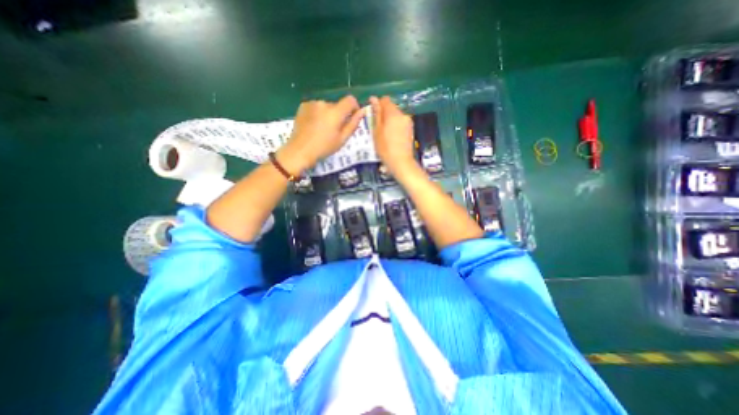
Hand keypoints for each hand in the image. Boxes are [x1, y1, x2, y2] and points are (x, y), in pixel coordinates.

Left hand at [278, 96, 364, 173]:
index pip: (350, 100)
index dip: (354, 107)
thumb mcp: (342, 139)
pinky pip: (316, 107)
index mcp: (335, 112)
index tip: (352, 118)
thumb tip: (362, 111)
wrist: (300, 150)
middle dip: (339, 115)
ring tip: (323, 129)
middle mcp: (324, 103)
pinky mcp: (303, 105)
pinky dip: (318, 114)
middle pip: (338, 105)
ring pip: (326, 107)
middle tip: (335, 130)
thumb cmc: (324, 147)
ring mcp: (312, 103)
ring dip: (328, 115)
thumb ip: (353, 124)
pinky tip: (314, 126)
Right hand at [369, 96, 420, 175]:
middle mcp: (403, 114)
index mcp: (393, 113)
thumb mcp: (377, 131)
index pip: (385, 100)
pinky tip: (392, 138)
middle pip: (391, 108)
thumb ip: (376, 114)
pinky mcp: (411, 129)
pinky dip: (396, 127)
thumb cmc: (385, 148)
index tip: (373, 116)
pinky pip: (401, 123)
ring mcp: (408, 122)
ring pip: (396, 116)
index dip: (378, 106)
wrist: (401, 162)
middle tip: (378, 128)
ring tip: (385, 134)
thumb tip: (373, 98)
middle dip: (384, 114)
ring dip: (390, 121)